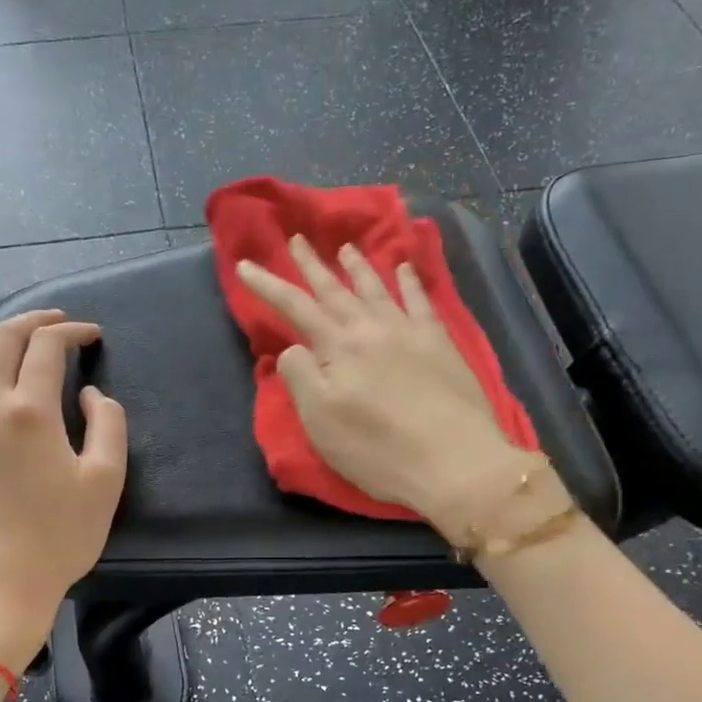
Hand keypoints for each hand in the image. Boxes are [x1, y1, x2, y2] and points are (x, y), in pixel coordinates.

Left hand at [0, 310, 126, 626]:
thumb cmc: (60, 537)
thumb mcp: (106, 481)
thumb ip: (107, 425)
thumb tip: (89, 394)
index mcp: (29, 412)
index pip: (46, 347)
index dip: (72, 331)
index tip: (91, 335)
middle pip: (0, 340)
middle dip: (31, 321)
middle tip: (55, 322)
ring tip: (9, 334)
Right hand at [238, 237, 564, 542]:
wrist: (456, 462)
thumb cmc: (378, 449)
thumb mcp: (321, 421)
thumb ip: (300, 377)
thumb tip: (294, 349)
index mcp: (338, 348)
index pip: (295, 307)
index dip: (267, 285)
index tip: (245, 265)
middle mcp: (371, 328)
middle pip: (335, 289)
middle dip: (312, 265)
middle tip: (297, 239)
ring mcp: (409, 332)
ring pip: (377, 288)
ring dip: (358, 266)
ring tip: (346, 247)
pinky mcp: (440, 344)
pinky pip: (421, 302)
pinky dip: (410, 282)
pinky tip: (405, 268)